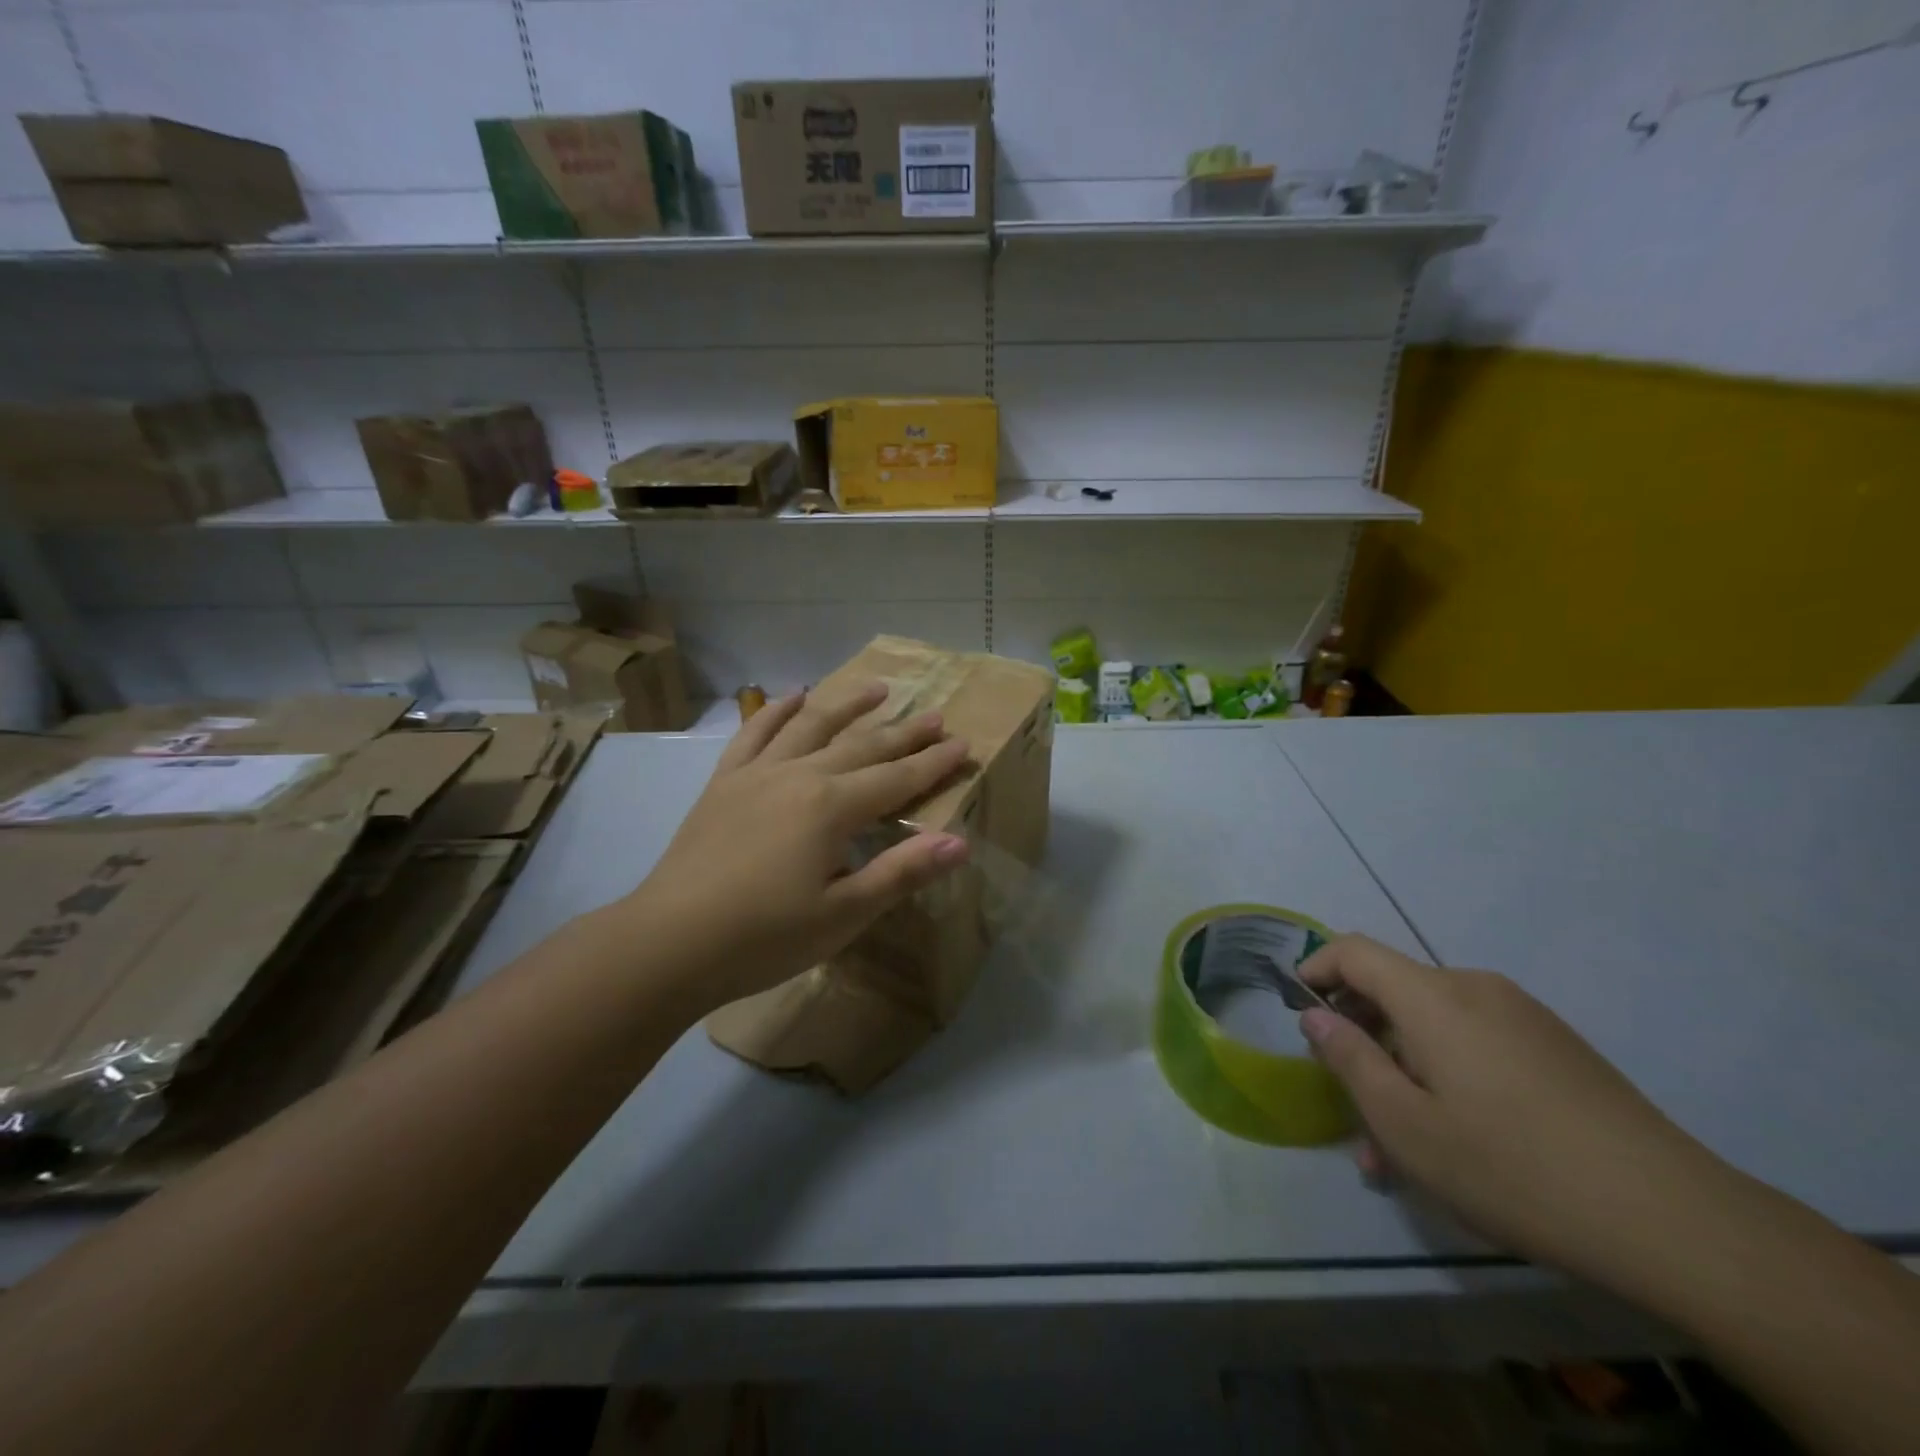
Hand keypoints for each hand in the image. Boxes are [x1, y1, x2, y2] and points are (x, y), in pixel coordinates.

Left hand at [623, 682, 971, 1011]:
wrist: (670, 942)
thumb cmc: (765, 937)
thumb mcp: (844, 914)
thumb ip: (901, 872)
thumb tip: (959, 842)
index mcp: (832, 808)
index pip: (897, 779)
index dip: (933, 763)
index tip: (964, 744)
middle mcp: (799, 776)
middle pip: (862, 747)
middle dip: (903, 733)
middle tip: (935, 715)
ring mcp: (757, 774)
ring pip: (811, 727)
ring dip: (847, 705)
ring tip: (877, 688)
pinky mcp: (724, 783)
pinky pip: (753, 734)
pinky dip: (776, 711)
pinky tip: (792, 697)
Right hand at [1298, 935, 1731, 1292]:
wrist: (1676, 1221)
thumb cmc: (1514, 1168)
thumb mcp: (1407, 1125)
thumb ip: (1349, 1059)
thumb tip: (1316, 1015)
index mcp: (1434, 997)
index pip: (1354, 950)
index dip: (1316, 968)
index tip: (1298, 1011)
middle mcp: (1476, 989)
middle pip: (1394, 992)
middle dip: (1361, 1040)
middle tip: (1350, 1108)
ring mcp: (1523, 1017)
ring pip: (1435, 1027)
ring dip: (1403, 1070)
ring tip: (1400, 1149)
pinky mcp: (1557, 1048)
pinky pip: (1477, 1043)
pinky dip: (1447, 1075)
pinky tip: (1457, 1140)